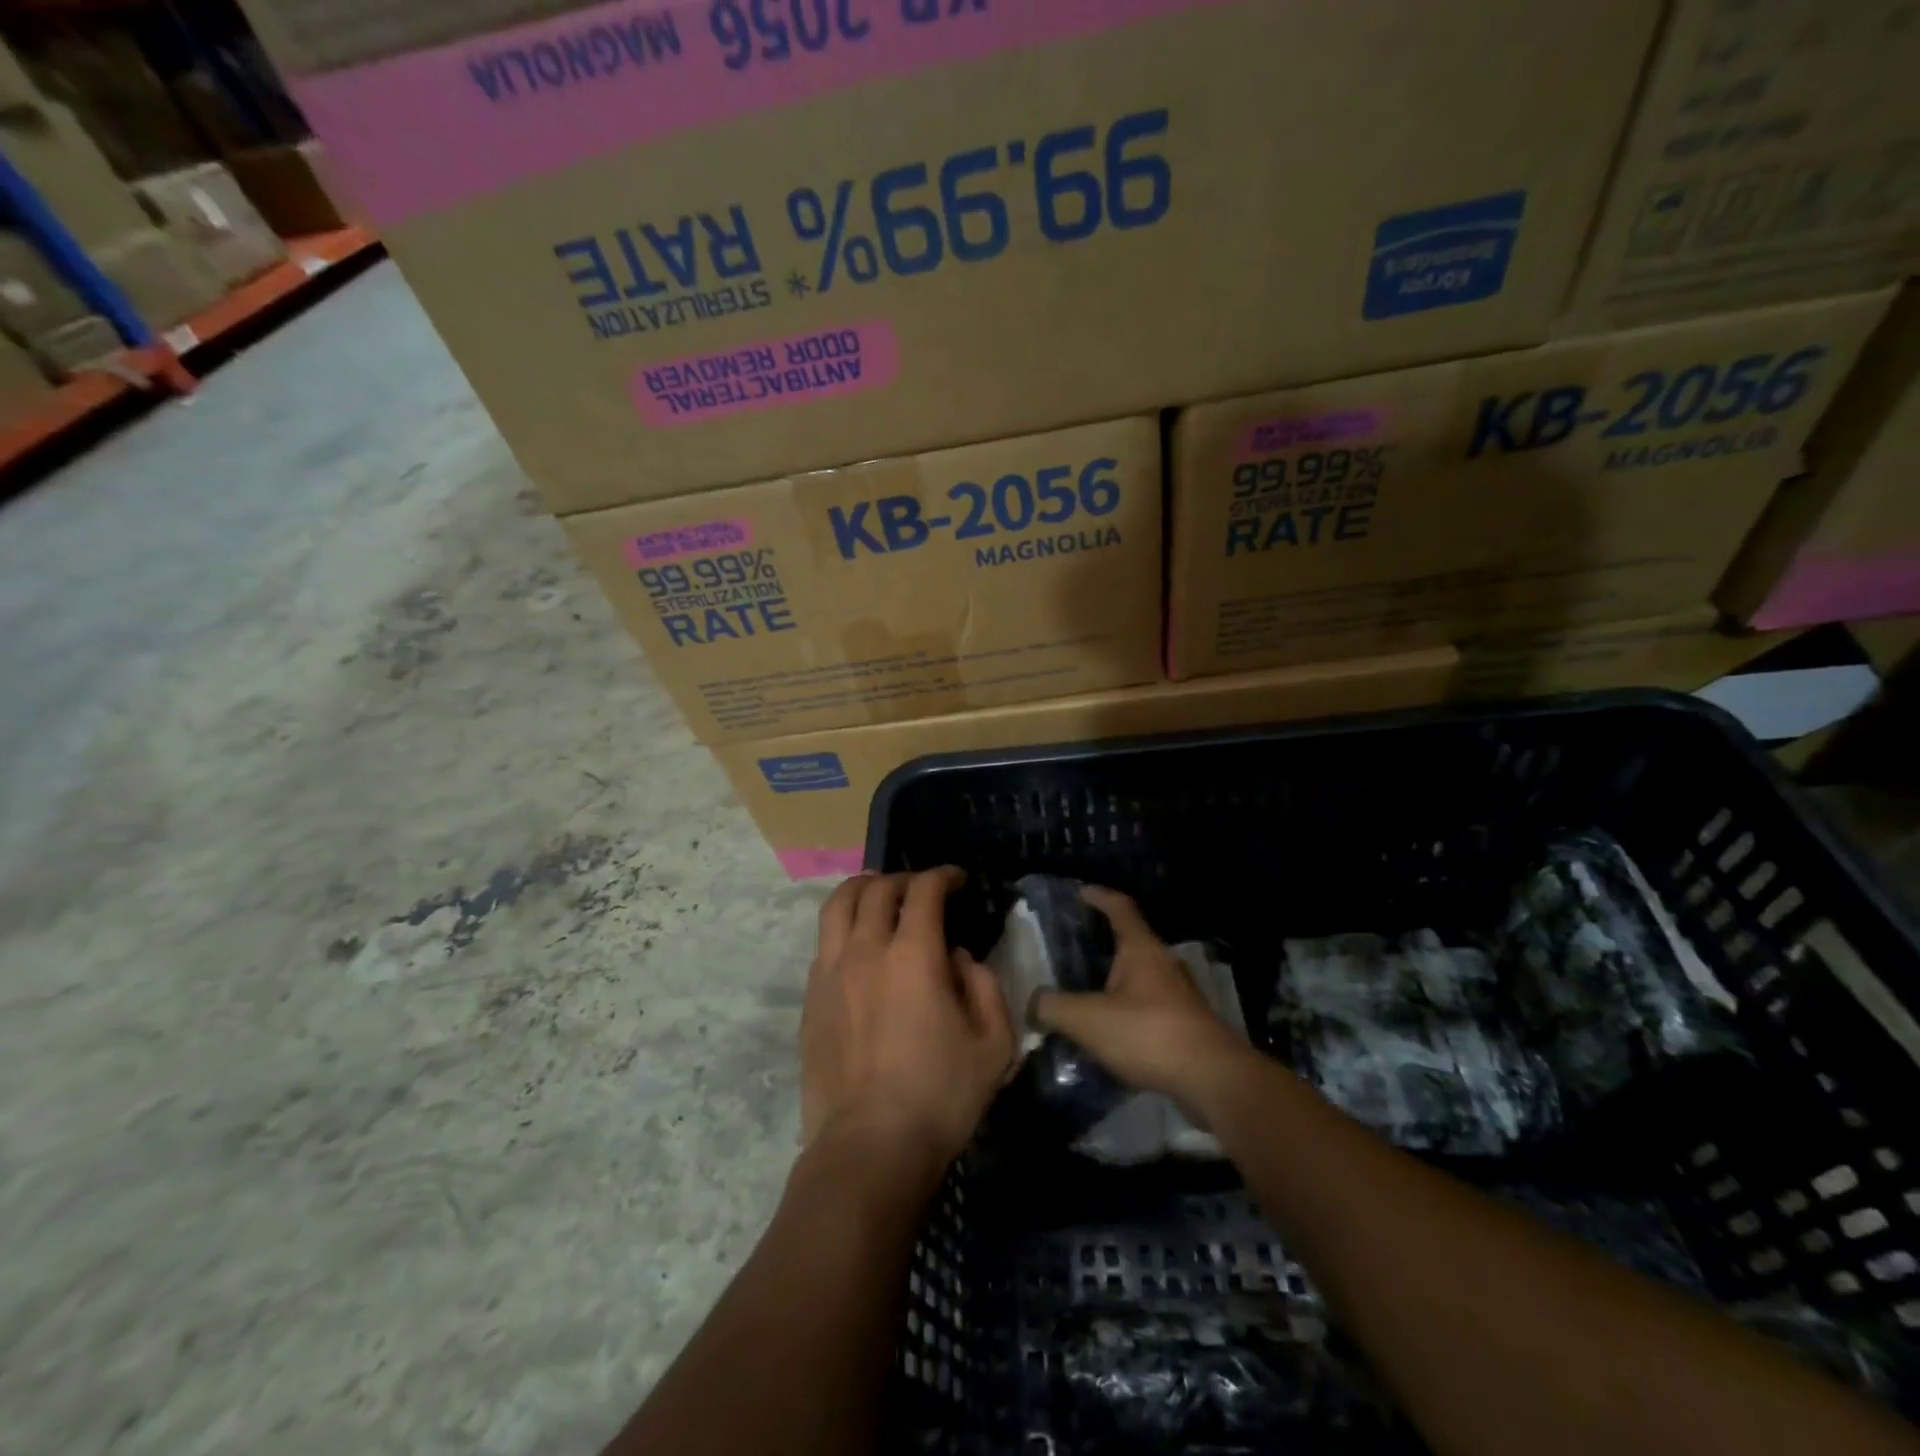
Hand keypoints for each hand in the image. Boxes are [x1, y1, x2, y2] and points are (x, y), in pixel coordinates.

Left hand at [800, 869, 1015, 1178]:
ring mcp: (830, 972)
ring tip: (877, 893)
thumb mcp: (993, 1044)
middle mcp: (866, 950)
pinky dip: (843, 926)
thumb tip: (958, 957)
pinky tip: (856, 943)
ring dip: (861, 889)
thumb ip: (984, 986)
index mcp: (914, 955)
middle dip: (903, 879)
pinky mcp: (810, 998)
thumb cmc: (940, 1097)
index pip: (924, 890)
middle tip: (921, 889)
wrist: (869, 1147)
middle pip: (876, 889)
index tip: (956, 880)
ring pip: (837, 905)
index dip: (942, 876)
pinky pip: (824, 942)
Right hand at [1031, 886, 1250, 1105]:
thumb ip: (1052, 1007)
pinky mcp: (1188, 1026)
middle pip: (1132, 942)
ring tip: (1087, 995)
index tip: (1080, 892)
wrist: (1213, 1079)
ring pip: (1142, 978)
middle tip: (1073, 951)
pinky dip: (1129, 1012)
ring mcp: (1180, 996)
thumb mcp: (1087, 1019)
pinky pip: (1150, 1008)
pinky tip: (1111, 1033)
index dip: (1099, 896)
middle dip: (1104, 943)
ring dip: (1117, 982)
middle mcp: (1164, 964)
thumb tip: (1031, 1003)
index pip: (1120, 907)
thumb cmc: (1149, 1034)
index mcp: (1142, 949)